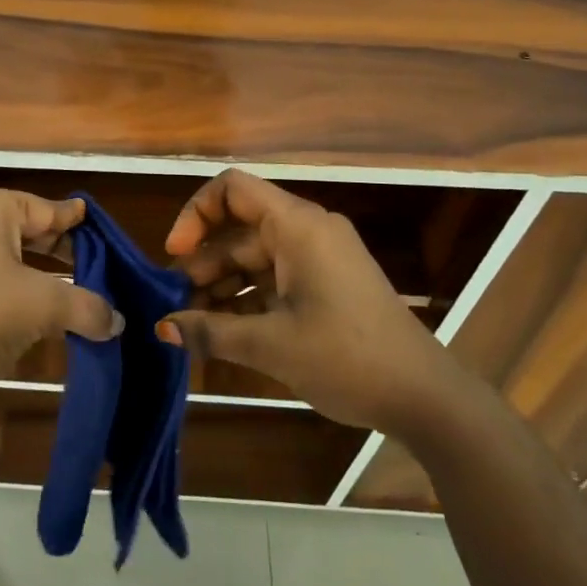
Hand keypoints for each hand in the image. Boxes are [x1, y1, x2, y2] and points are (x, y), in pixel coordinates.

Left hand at [0, 188, 122, 423]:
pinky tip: (39, 312)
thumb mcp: (42, 306)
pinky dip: (15, 290)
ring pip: (7, 256)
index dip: (75, 221)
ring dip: (40, 275)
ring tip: (76, 290)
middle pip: (27, 229)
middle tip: (96, 264)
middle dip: (60, 250)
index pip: (45, 208)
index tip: (99, 225)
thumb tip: (118, 322)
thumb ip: (86, 307)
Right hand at [158, 170, 467, 430]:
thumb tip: (162, 327)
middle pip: (239, 230)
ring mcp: (319, 258)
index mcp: (296, 226)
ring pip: (254, 258)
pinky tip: (223, 333)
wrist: (424, 396)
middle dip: (202, 263)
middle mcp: (307, 231)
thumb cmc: (346, 357)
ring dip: (221, 286)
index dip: (196, 214)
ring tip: (192, 325)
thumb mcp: (271, 345)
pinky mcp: (327, 284)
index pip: (232, 189)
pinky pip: (275, 279)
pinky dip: (247, 300)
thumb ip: (211, 331)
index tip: (175, 254)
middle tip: (173, 304)